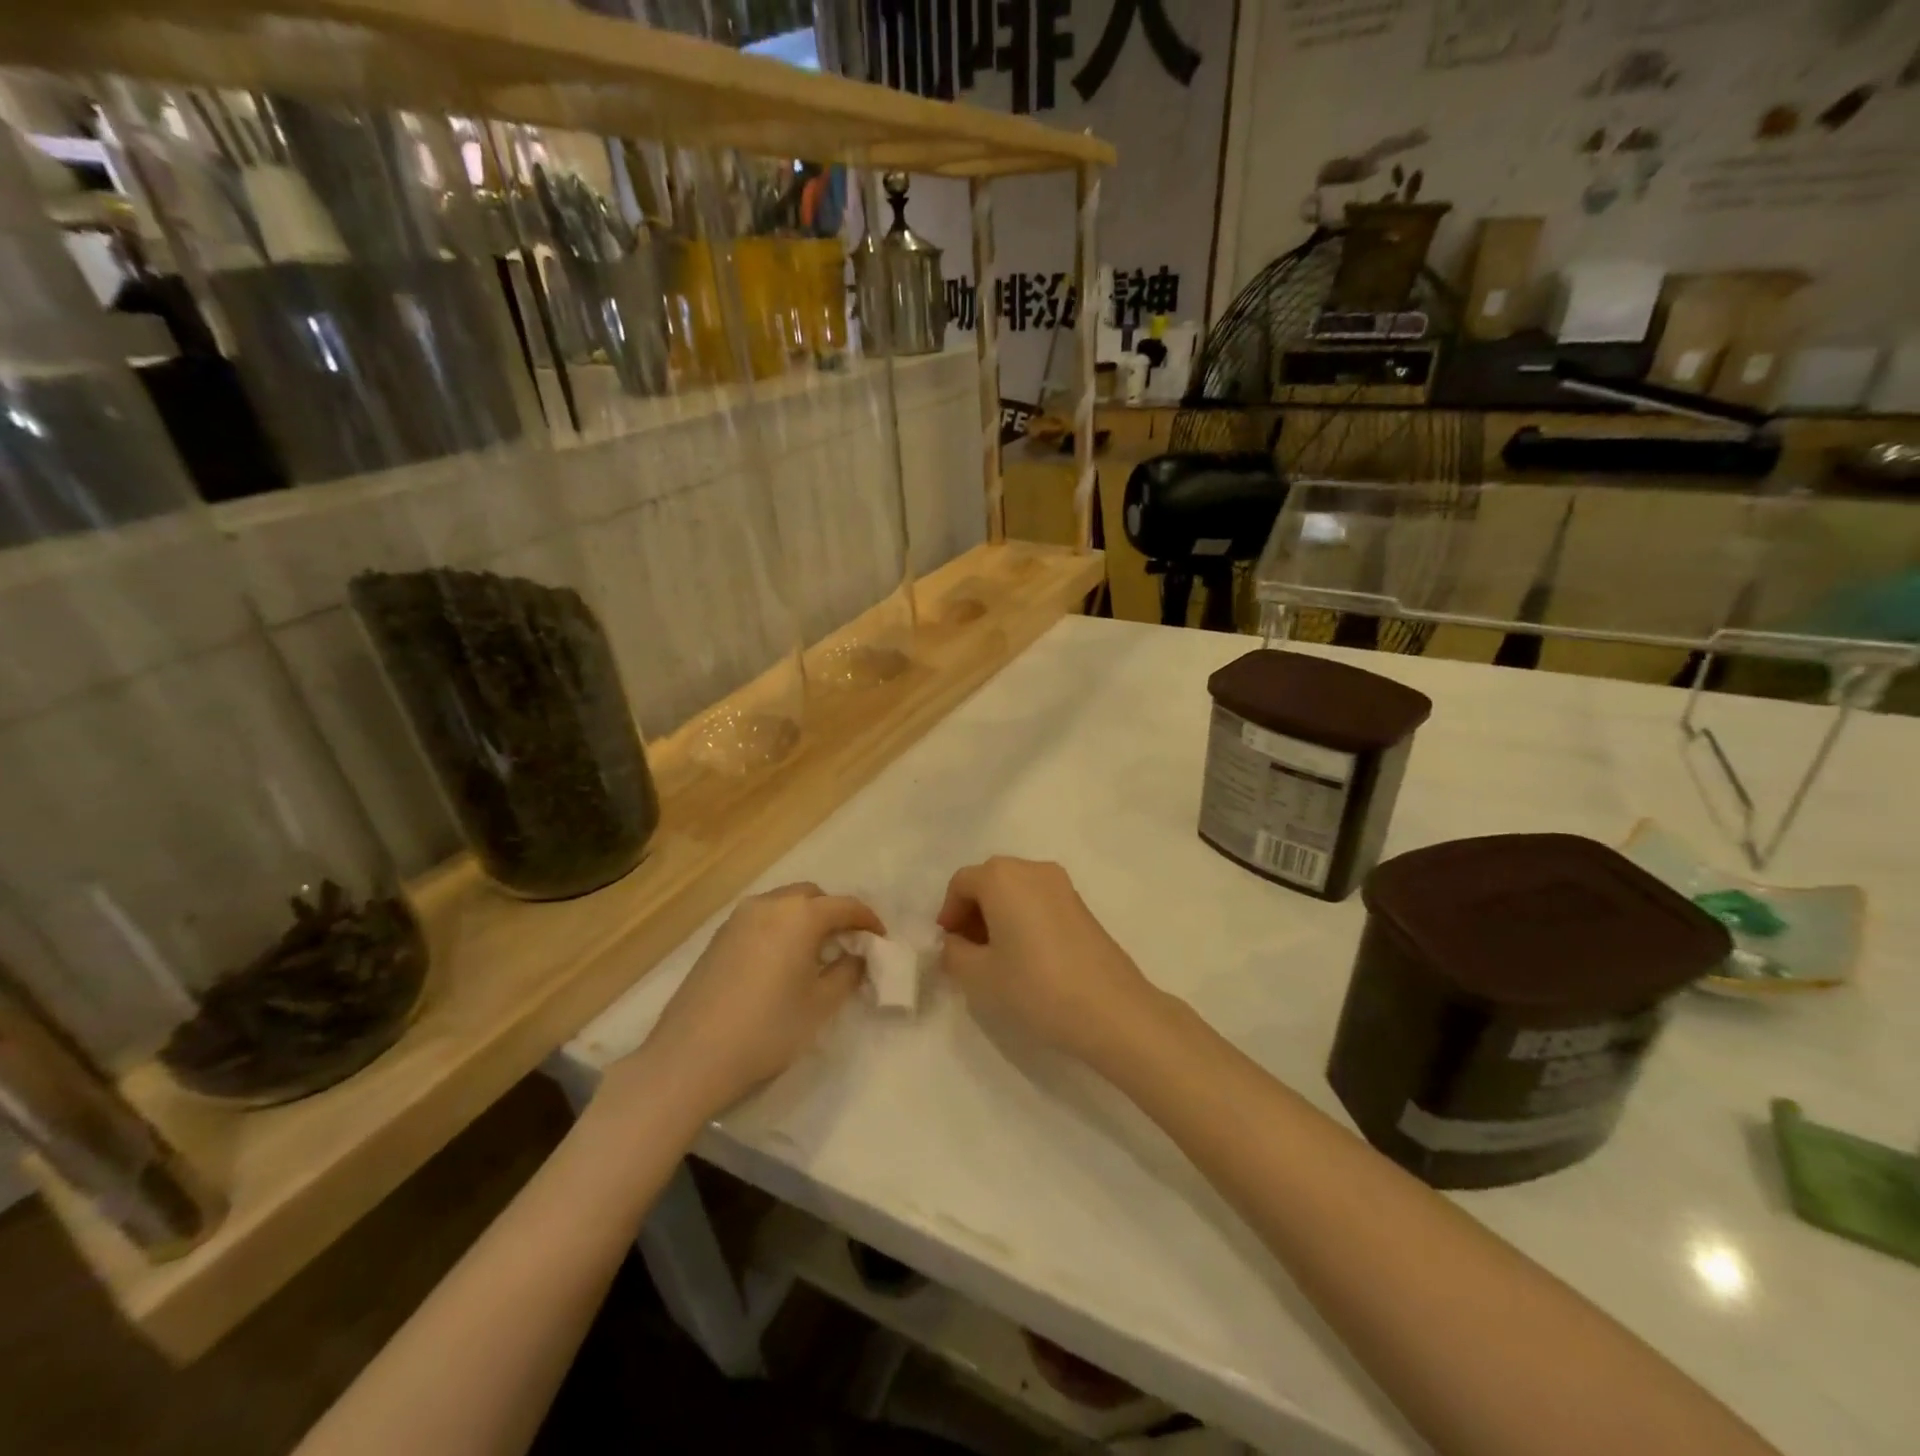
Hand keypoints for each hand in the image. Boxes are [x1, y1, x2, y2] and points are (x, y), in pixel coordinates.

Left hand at [615, 883, 882, 1120]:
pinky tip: (781, 962)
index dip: (869, 921)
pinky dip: (781, 928)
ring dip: (805, 919)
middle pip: (813, 896)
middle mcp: (770, 904)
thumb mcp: (820, 1005)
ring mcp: (739, 918)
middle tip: (847, 945)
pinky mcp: (719, 936)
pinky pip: (762, 919)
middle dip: (834, 914)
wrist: (691, 1056)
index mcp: (800, 915)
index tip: (881, 940)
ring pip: (784, 904)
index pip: (846, 906)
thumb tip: (856, 956)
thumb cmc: (767, 1029)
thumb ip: (847, 972)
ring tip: (814, 954)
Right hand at [937, 857, 1163, 1067]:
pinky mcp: (1081, 904)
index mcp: (1002, 877)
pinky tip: (1026, 956)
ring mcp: (1062, 884)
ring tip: (997, 957)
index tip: (949, 946)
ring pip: (1015, 890)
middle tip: (968, 951)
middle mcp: (1032, 869)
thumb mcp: (978, 977)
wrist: (1111, 1009)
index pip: (961, 883)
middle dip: (972, 912)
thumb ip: (954, 953)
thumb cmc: (1036, 987)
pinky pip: (1038, 900)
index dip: (948, 913)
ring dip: (998, 915)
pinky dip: (1023, 918)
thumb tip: (956, 943)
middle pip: (989, 880)